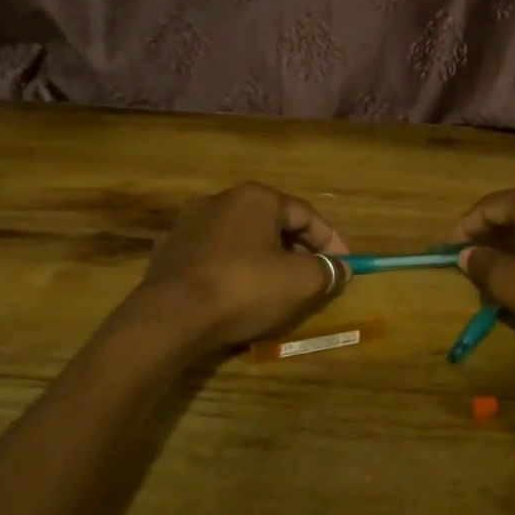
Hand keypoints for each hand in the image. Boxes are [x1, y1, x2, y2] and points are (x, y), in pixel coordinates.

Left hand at [134, 182, 350, 351]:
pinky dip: (233, 269)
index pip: (305, 214)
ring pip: (241, 239)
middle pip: (272, 223)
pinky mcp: (168, 251)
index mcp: (256, 197)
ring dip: (264, 258)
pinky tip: (239, 293)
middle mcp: (220, 200)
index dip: (331, 241)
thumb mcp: (300, 281)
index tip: (345, 265)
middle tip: (314, 276)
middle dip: (297, 249)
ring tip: (277, 287)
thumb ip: (326, 271)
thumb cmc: (244, 288)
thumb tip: (341, 268)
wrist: (170, 317)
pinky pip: (214, 256)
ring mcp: (189, 224)